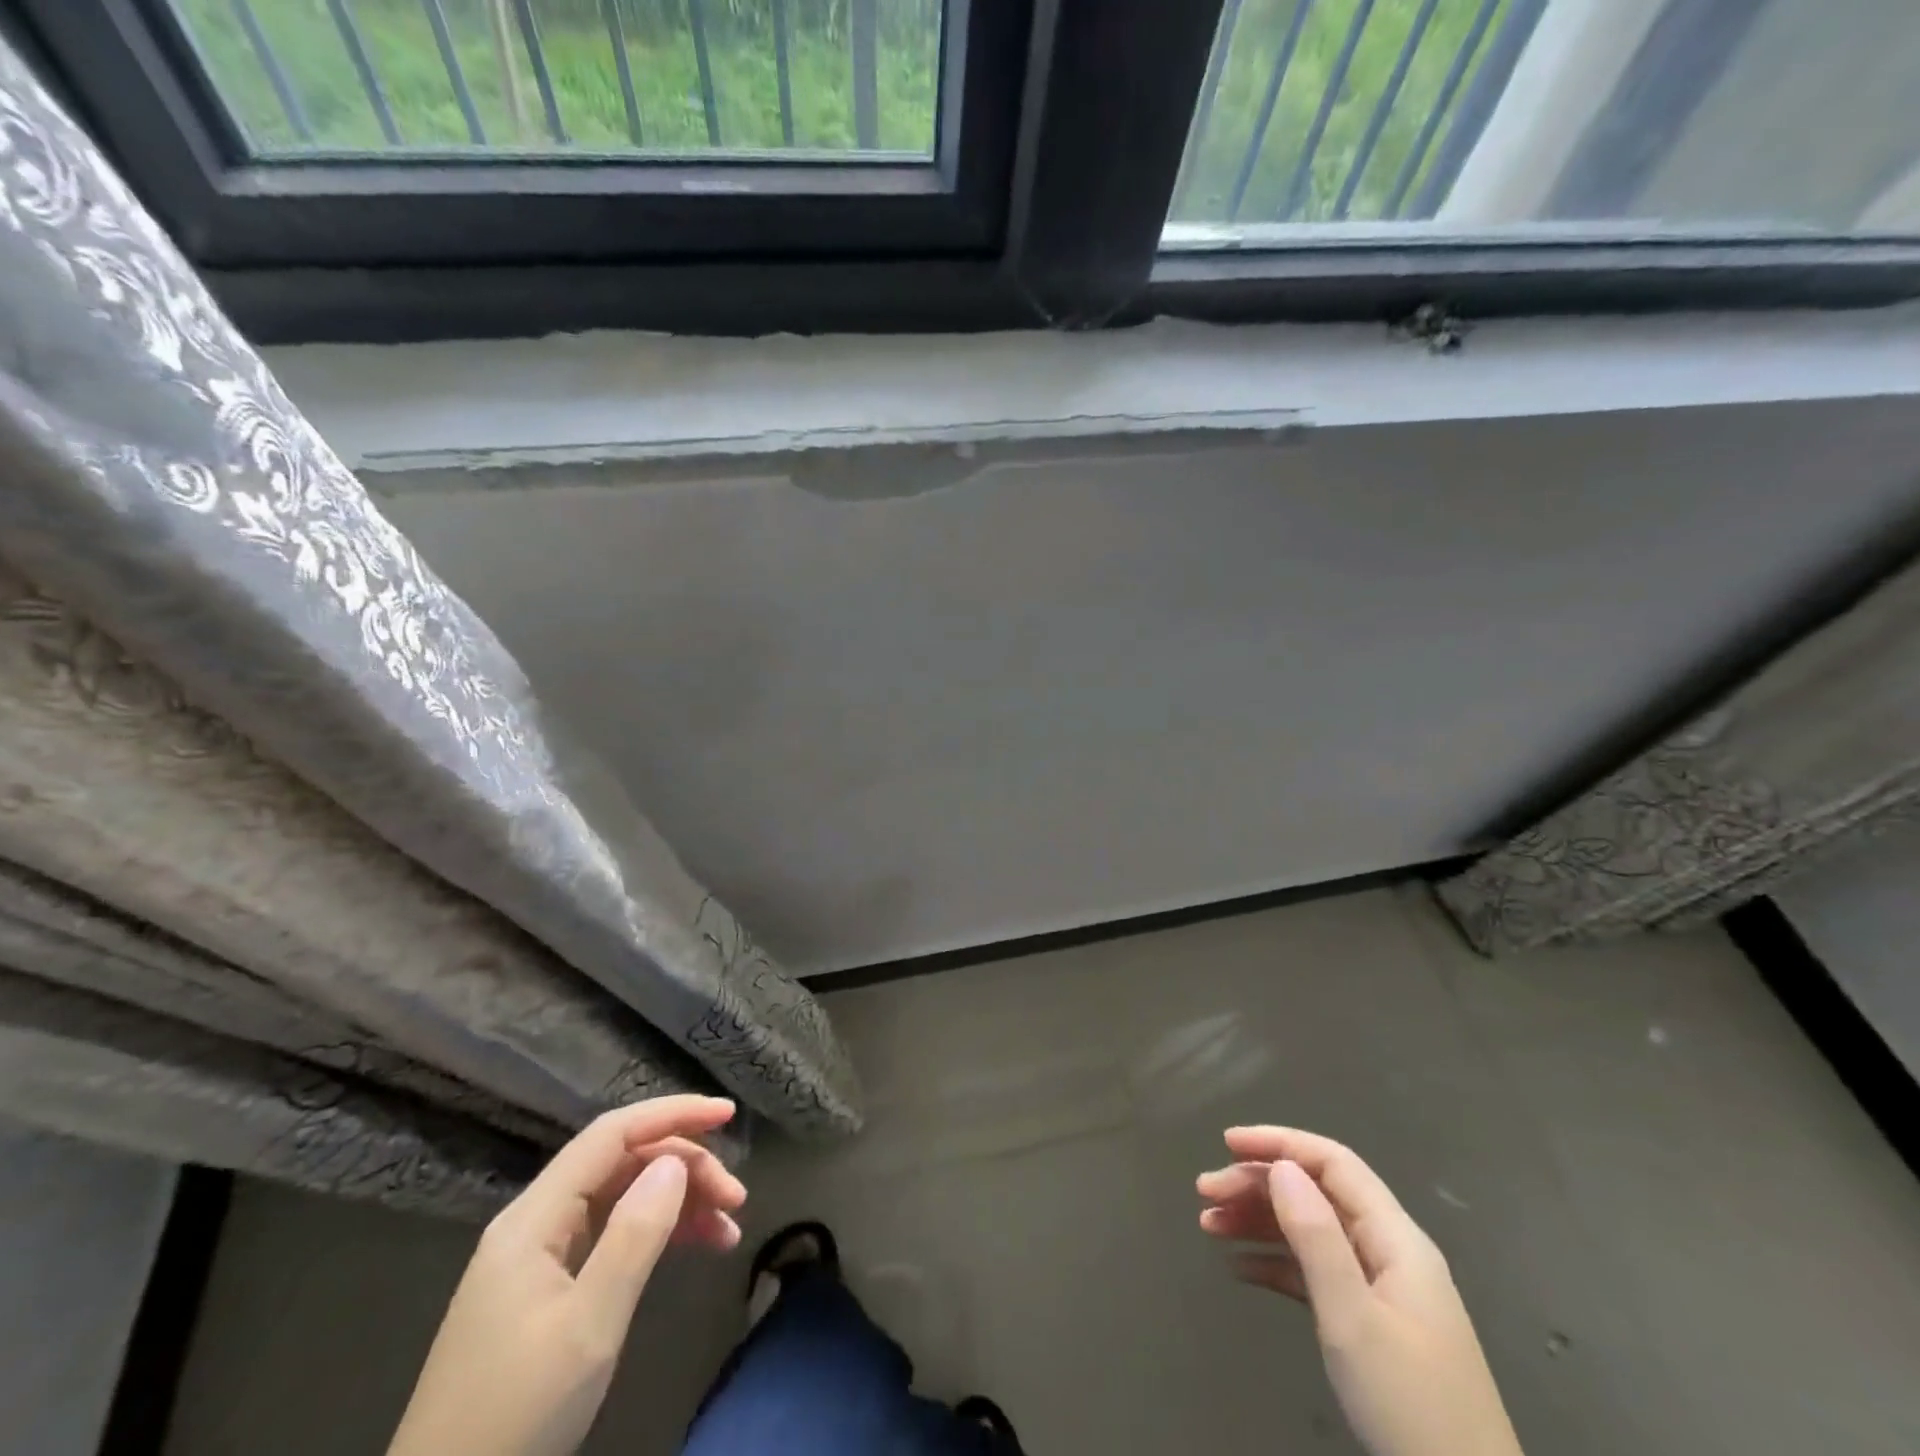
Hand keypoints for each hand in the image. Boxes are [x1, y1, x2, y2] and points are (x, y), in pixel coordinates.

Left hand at [389, 1095, 744, 1455]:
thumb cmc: (515, 1415)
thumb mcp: (587, 1326)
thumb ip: (634, 1235)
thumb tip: (675, 1161)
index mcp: (533, 1218)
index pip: (612, 1134)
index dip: (673, 1113)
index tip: (728, 1114)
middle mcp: (535, 1222)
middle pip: (622, 1163)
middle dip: (685, 1167)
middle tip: (736, 1198)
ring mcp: (538, 1257)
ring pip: (622, 1197)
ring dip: (678, 1202)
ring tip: (728, 1228)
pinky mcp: (546, 1290)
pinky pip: (612, 1234)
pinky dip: (657, 1234)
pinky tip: (695, 1247)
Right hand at [1197, 1127, 1523, 1455]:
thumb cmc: (1410, 1405)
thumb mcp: (1353, 1318)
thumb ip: (1315, 1236)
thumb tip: (1281, 1167)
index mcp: (1395, 1238)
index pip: (1332, 1163)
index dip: (1279, 1143)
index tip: (1226, 1143)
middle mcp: (1388, 1251)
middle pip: (1315, 1193)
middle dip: (1258, 1184)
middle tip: (1205, 1193)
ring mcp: (1380, 1289)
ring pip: (1310, 1231)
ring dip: (1259, 1221)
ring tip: (1208, 1224)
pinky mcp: (1370, 1324)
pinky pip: (1314, 1273)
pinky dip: (1275, 1263)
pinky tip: (1238, 1269)